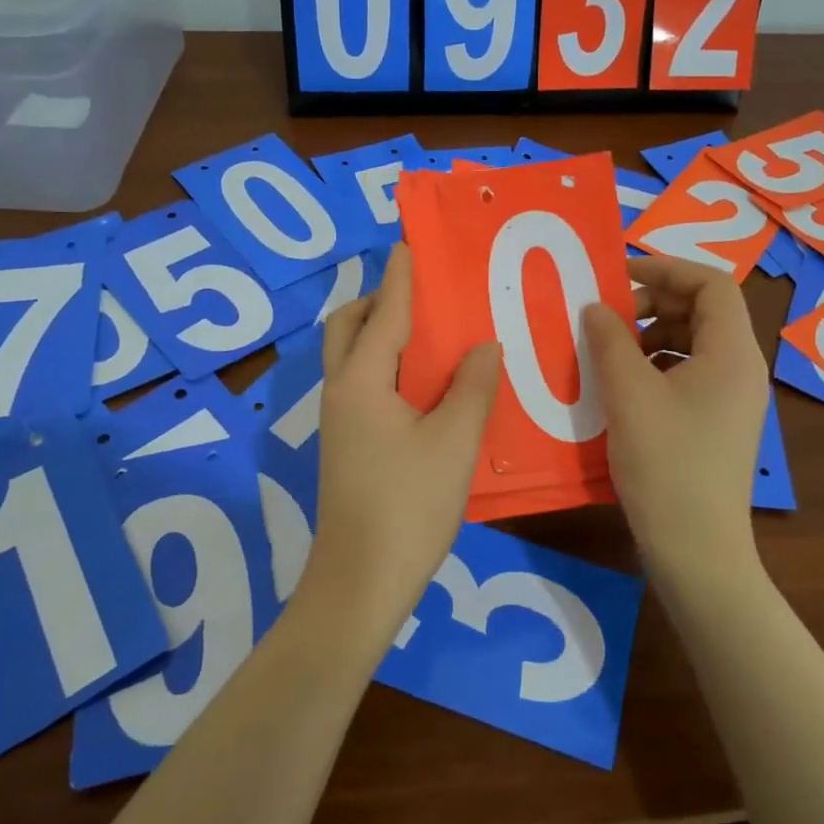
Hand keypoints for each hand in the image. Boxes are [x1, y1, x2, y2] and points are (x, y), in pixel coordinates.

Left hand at [302, 244, 500, 641]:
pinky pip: (366, 386)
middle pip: (349, 327)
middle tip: (424, 298)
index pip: (385, 311)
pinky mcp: (349, 444)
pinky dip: (390, 368)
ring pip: (355, 358)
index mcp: (362, 381)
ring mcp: (341, 420)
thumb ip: (471, 387)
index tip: (412, 241)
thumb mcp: (453, 443)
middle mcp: (342, 391)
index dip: (401, 275)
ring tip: (434, 335)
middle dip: (380, 302)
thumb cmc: (408, 506)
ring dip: (385, 335)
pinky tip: (429, 386)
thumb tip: (482, 345)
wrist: (361, 582)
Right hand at [582, 255, 768, 574]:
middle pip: (705, 311)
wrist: (696, 550)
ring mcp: (733, 400)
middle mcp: (742, 370)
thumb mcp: (628, 395)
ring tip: (611, 351)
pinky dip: (658, 366)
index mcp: (732, 353)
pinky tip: (625, 387)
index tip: (619, 275)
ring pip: (695, 344)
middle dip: (655, 303)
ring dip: (652, 336)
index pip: (712, 283)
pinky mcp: (719, 425)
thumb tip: (596, 307)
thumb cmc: (665, 465)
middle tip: (609, 314)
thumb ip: (610, 340)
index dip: (666, 268)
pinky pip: (691, 375)